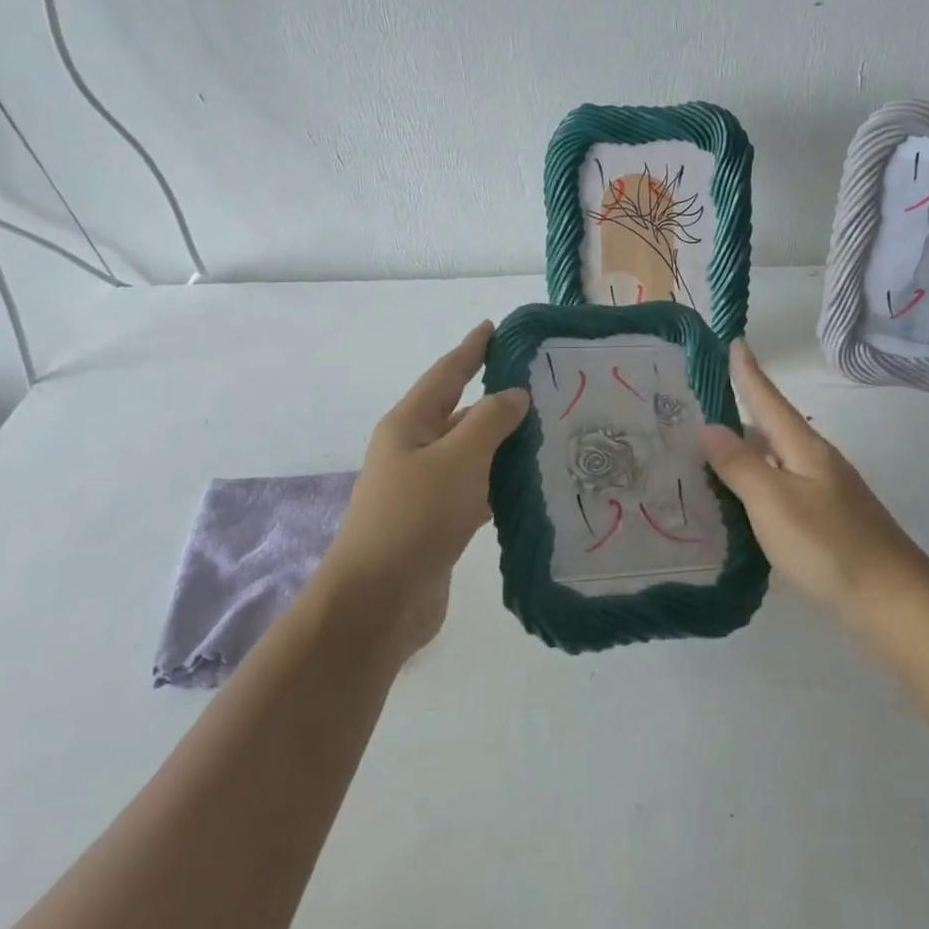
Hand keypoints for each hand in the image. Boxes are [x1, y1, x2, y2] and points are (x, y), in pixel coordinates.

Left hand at [320, 322, 528, 659]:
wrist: (379, 602)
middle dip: (497, 398)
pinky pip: (475, 489)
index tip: (494, 327)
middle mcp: (414, 450)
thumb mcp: (457, 459)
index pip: (446, 374)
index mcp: (409, 425)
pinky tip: (532, 483)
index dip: (471, 349)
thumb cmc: (414, 518)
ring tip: (549, 430)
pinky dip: (501, 482)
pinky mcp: (438, 523)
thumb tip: (513, 395)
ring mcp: (425, 489)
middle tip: (543, 385)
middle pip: (460, 413)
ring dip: (504, 443)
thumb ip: (490, 421)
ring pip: (471, 454)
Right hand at [700, 342, 928, 628]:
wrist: (893, 603)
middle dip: (740, 415)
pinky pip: (783, 491)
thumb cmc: (828, 546)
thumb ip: (739, 465)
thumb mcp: (774, 502)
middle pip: (772, 429)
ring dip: (746, 455)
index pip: (768, 400)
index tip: (734, 341)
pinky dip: (757, 488)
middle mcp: (817, 463)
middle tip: (698, 409)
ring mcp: (826, 494)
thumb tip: (709, 427)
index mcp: (805, 448)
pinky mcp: (828, 524)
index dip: (748, 373)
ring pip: (777, 463)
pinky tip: (741, 505)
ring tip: (708, 456)